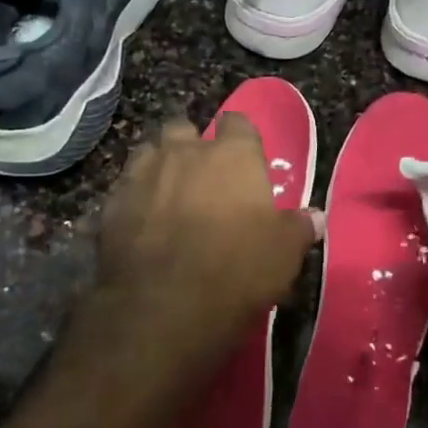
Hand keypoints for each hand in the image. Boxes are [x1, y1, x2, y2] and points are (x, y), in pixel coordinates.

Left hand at [95, 115, 320, 357]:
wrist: (164, 305)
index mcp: (232, 155)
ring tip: (168, 195)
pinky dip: (135, 199)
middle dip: (191, 146)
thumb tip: (316, 217)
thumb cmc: (237, 270)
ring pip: (149, 152)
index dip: (241, 138)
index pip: (238, 122)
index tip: (244, 157)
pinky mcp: (112, 202)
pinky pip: (125, 188)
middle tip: (202, 176)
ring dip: (160, 166)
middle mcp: (184, 152)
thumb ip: (298, 228)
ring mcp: (142, 174)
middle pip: (184, 129)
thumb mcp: (283, 254)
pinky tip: (141, 223)